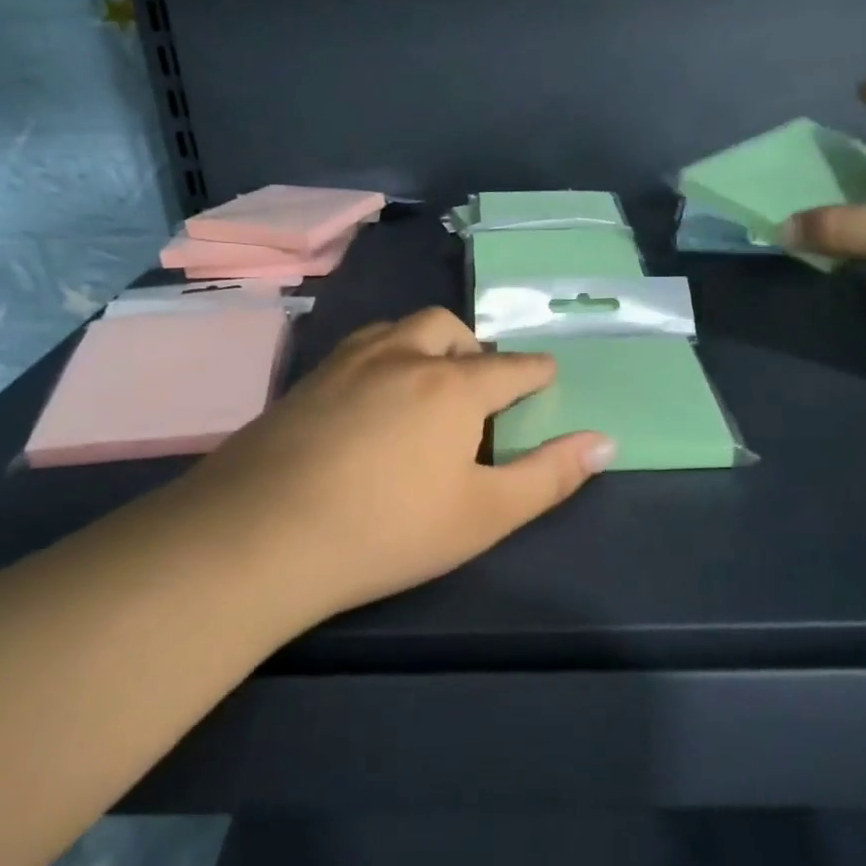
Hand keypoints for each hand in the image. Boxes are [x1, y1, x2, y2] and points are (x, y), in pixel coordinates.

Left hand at [174, 308, 613, 624]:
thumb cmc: (387, 529)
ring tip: (426, 384)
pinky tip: (369, 398)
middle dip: (474, 349)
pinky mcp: (304, 382)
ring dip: (424, 345)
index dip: (536, 371)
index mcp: (453, 386)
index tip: (547, 374)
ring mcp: (345, 363)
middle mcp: (401, 356)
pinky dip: (381, 359)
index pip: (510, 367)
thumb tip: (605, 442)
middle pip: (449, 330)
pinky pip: (357, 350)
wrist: (260, 535)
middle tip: (478, 387)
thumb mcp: (484, 514)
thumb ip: (548, 476)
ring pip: (397, 330)